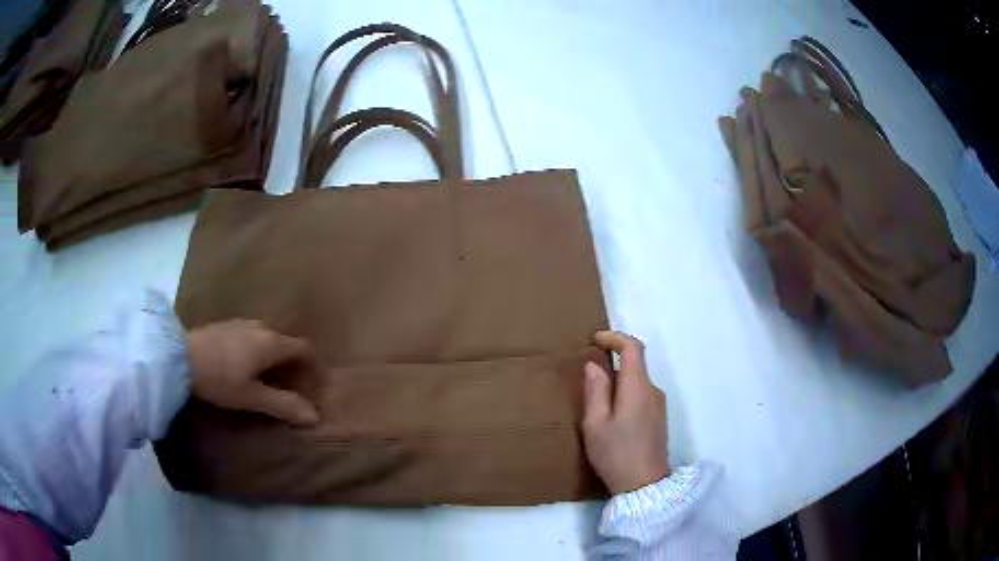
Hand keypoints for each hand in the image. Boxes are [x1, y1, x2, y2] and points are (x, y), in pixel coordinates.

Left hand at [185, 320, 319, 426]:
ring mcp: (241, 323)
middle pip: (285, 341)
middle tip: (290, 384)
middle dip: (292, 361)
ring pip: (266, 337)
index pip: (303, 347)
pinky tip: (242, 364)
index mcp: (271, 343)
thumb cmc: (220, 378)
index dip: (312, 364)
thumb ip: (283, 405)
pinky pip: (250, 336)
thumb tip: (315, 416)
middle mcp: (260, 327)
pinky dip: (255, 349)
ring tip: (267, 376)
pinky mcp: (225, 325)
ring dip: (272, 354)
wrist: (179, 356)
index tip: (313, 382)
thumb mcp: (252, 397)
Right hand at [582, 331, 670, 493]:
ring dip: (617, 384)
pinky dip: (625, 396)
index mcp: (637, 387)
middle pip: (634, 365)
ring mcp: (659, 406)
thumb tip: (595, 365)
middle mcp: (653, 391)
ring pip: (637, 383)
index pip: (633, 348)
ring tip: (595, 405)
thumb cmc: (616, 453)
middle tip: (586, 380)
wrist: (644, 486)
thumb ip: (596, 390)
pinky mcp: (659, 419)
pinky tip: (611, 419)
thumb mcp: (595, 423)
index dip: (614, 338)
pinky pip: (641, 396)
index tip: (595, 340)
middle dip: (612, 365)